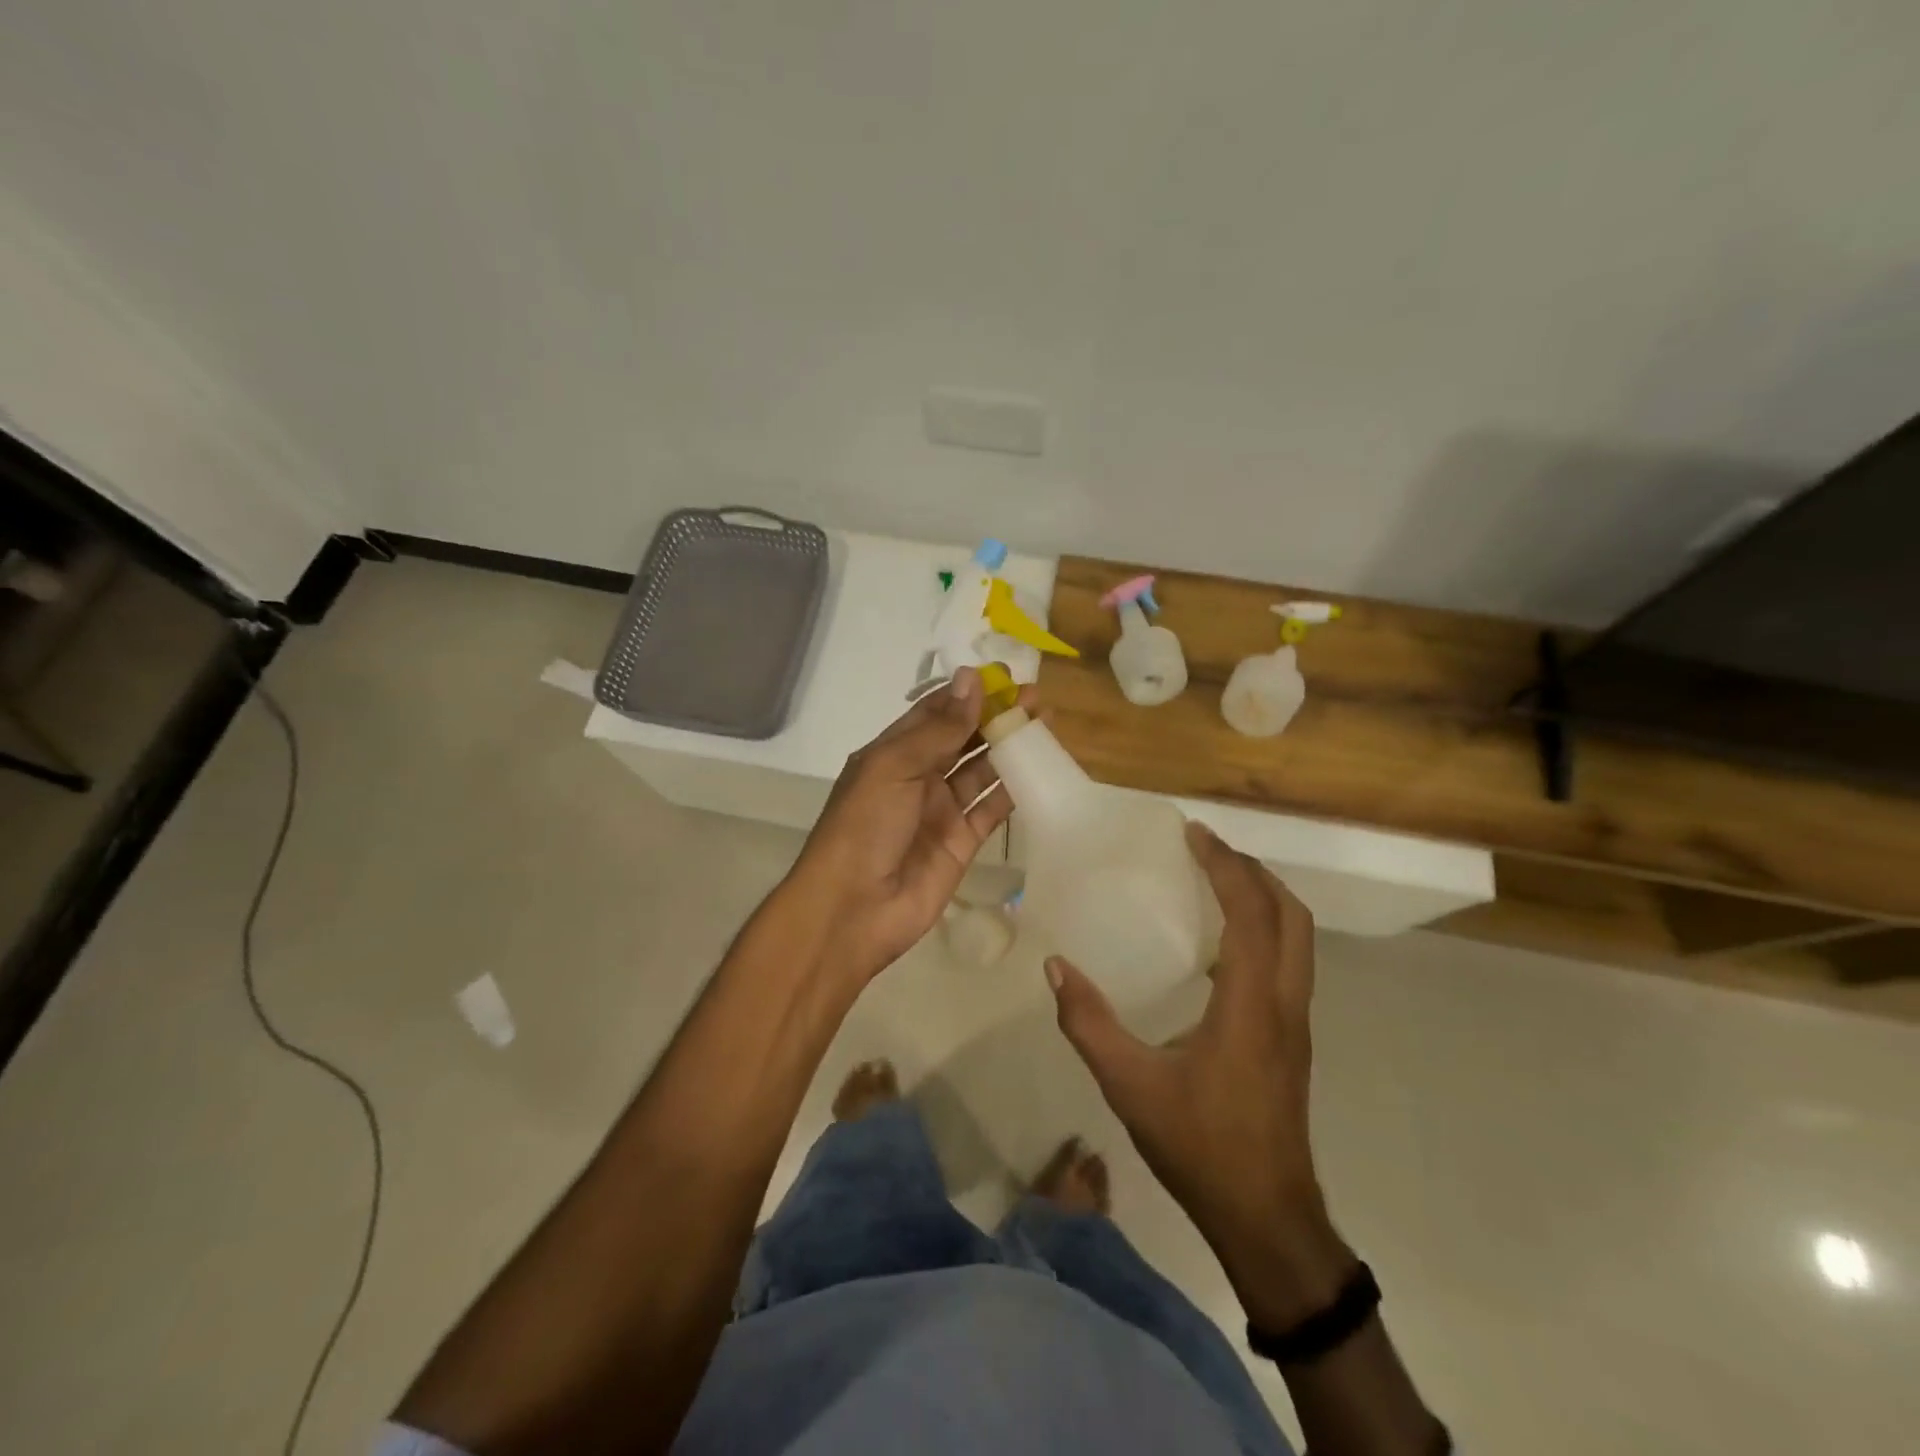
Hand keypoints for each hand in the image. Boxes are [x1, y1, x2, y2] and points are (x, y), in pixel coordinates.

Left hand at [784, 667, 1021, 987]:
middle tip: (1036, 698)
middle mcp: (918, 777)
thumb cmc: (864, 826)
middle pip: (963, 739)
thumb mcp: (894, 767)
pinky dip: (1015, 789)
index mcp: (893, 753)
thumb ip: (938, 728)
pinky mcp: (963, 842)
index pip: (935, 713)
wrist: (854, 909)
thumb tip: (972, 678)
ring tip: (1046, 723)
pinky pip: (993, 808)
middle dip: (995, 717)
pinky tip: (1041, 768)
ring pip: (982, 770)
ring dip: (1010, 748)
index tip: (1005, 676)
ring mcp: (942, 810)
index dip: (967, 694)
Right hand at [1045, 823, 1353, 1329]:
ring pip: (1299, 938)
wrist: (1266, 1217)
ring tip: (1216, 879)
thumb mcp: (1130, 1085)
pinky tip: (1222, 942)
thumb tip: (1056, 967)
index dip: (1226, 866)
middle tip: (1207, 849)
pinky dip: (1265, 928)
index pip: (1251, 913)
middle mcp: (1285, 1003)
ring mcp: (1296, 1022)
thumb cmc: (1200, 1145)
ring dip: (1264, 897)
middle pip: (1291, 915)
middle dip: (1253, 871)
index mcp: (1251, 1004)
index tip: (1193, 834)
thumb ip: (1089, 1023)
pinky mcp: (1293, 1039)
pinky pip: (1290, 962)